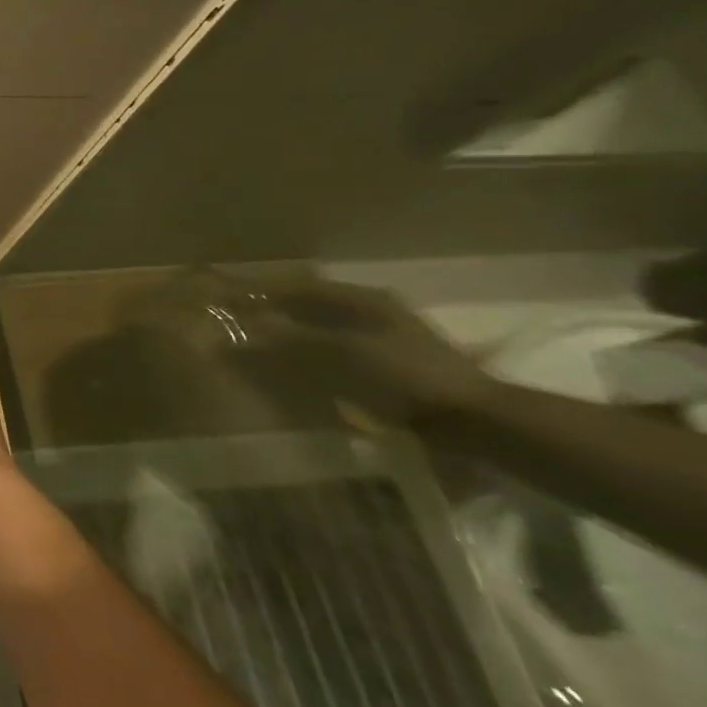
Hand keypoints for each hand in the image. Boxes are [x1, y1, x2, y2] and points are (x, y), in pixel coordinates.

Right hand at [243, 280, 498, 423]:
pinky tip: (297, 373)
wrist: (474, 420)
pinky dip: (312, 358)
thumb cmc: (406, 375)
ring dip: (294, 337)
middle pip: (313, 307)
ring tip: (262, 349)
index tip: (232, 297)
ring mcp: (385, 339)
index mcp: (364, 299)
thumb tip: (248, 321)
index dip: (265, 290)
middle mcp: (374, 311)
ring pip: (324, 330)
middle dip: (277, 313)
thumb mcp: (342, 353)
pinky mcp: (391, 367)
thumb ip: (293, 336)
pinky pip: (338, 354)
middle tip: (241, 323)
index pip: (301, 286)